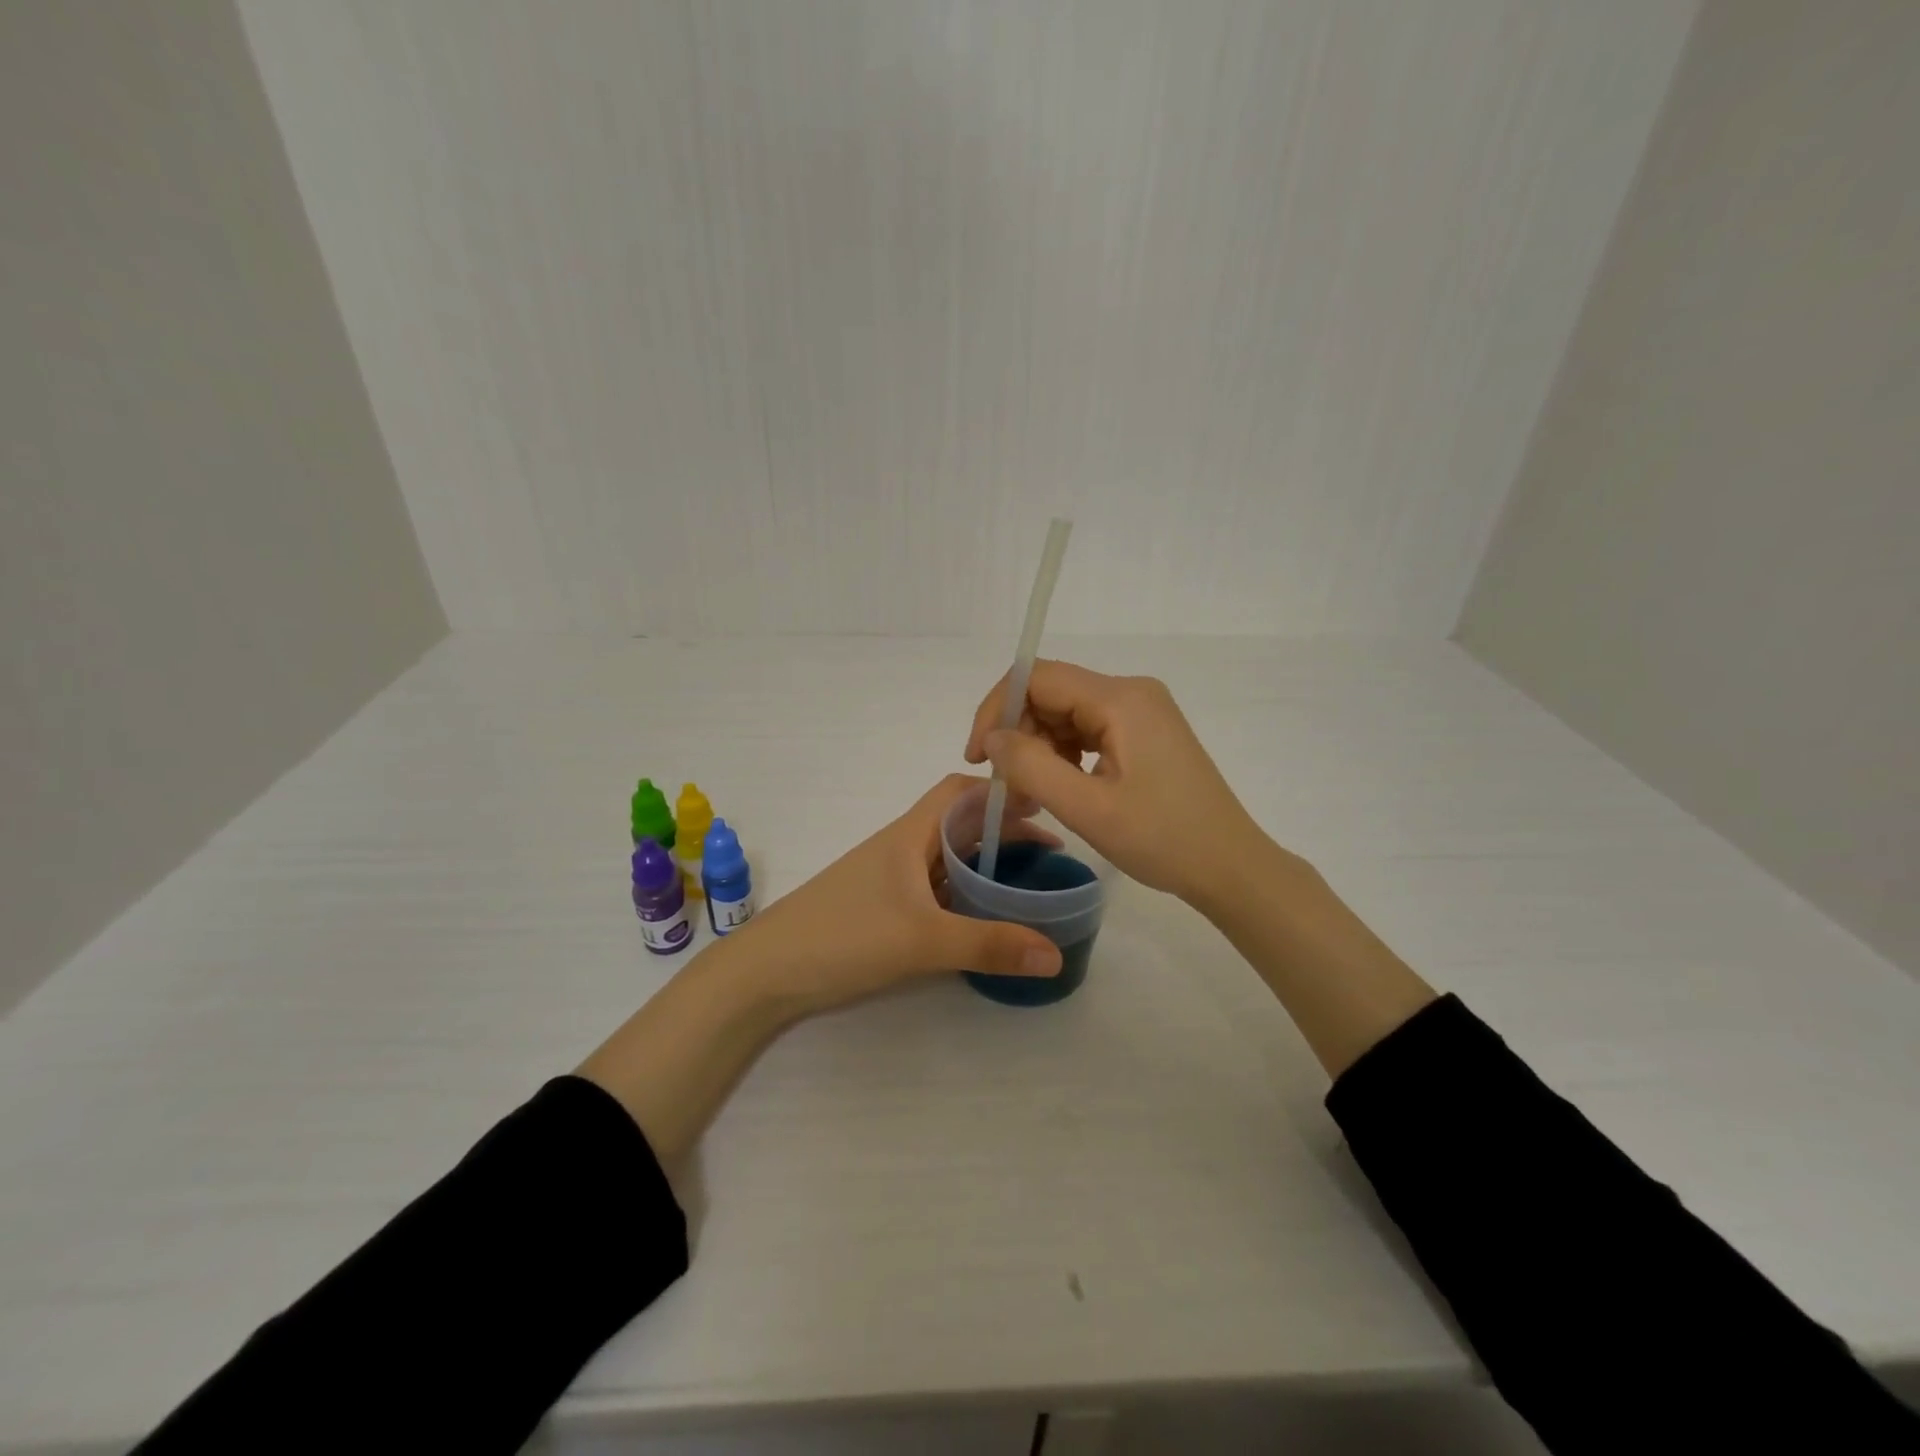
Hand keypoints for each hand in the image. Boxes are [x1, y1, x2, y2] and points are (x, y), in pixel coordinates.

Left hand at [581, 775, 1063, 1162]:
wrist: (765, 973)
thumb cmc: (843, 936)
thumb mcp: (922, 941)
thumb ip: (989, 945)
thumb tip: (1056, 953)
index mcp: (910, 834)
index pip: (960, 791)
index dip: (1000, 790)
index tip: (1044, 804)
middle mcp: (901, 848)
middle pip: (959, 824)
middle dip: (1003, 831)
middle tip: (1050, 853)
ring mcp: (889, 880)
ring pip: (946, 858)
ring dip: (984, 863)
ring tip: (1026, 883)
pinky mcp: (880, 909)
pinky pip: (933, 889)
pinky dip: (963, 893)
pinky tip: (981, 917)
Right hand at [965, 660, 1269, 906]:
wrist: (1230, 865)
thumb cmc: (1163, 840)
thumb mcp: (1087, 808)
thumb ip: (1031, 767)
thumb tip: (992, 739)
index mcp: (1121, 699)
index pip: (1038, 677)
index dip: (997, 709)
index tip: (977, 757)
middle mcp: (1132, 691)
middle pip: (1052, 692)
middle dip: (1019, 731)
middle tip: (1008, 783)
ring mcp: (1142, 710)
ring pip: (1068, 711)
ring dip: (1040, 745)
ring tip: (1034, 790)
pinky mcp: (1146, 732)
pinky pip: (1089, 727)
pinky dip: (1065, 752)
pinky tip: (1063, 784)